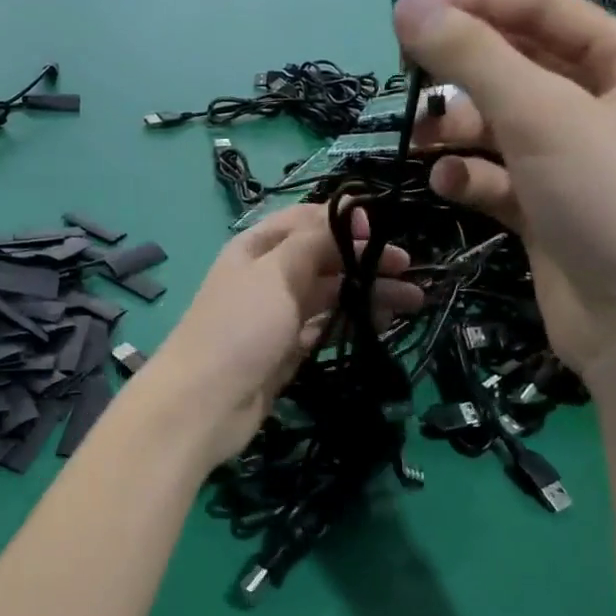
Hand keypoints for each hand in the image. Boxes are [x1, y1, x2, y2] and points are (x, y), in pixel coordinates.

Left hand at [149, 205, 422, 462]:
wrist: (204, 403)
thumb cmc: (240, 327)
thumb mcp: (276, 273)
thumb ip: (314, 242)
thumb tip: (349, 213)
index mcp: (257, 247)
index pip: (306, 221)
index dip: (343, 222)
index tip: (381, 230)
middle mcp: (268, 275)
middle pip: (323, 258)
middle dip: (364, 259)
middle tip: (407, 268)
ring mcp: (278, 314)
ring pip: (330, 294)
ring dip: (367, 292)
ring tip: (412, 300)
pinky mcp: (288, 349)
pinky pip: (326, 326)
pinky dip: (353, 321)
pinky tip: (383, 321)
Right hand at [392, 0, 615, 380]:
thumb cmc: (612, 200)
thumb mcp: (541, 114)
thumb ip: (470, 56)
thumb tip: (406, 4)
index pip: (544, 11)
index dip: (477, 6)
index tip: (411, 16)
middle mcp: (605, 110)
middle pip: (518, 71)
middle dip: (462, 78)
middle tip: (409, 88)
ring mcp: (576, 167)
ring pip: (501, 129)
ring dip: (458, 132)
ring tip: (421, 144)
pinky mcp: (550, 215)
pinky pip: (499, 180)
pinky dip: (471, 179)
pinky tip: (448, 186)